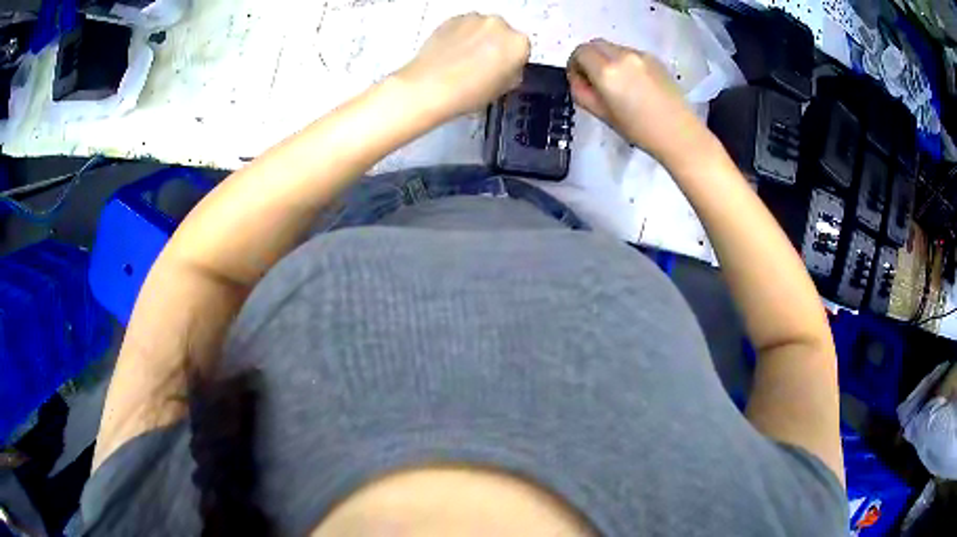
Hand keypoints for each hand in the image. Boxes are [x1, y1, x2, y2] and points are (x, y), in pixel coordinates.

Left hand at [395, 13, 529, 120]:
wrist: (428, 87)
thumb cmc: (469, 93)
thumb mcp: (503, 89)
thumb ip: (512, 72)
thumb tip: (508, 67)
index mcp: (518, 43)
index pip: (522, 49)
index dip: (512, 61)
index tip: (501, 70)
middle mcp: (499, 24)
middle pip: (503, 34)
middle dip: (496, 45)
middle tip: (482, 65)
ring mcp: (474, 18)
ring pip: (482, 28)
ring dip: (478, 38)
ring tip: (463, 59)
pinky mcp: (451, 18)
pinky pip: (463, 26)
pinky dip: (460, 35)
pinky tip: (451, 53)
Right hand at [567, 39, 711, 167]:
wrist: (679, 134)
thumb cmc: (639, 130)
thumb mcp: (602, 115)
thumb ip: (581, 92)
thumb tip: (577, 79)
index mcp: (607, 71)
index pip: (579, 51)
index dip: (574, 64)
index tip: (580, 80)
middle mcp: (622, 56)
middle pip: (594, 44)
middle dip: (589, 58)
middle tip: (595, 80)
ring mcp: (640, 55)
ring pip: (613, 48)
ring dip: (607, 59)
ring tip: (618, 84)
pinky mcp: (655, 58)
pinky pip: (630, 53)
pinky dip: (624, 62)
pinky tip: (635, 84)